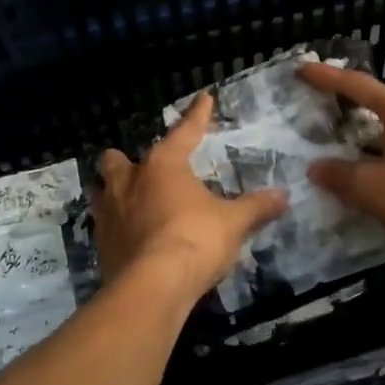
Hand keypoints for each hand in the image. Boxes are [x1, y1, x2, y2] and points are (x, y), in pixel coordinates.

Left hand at [94, 93, 287, 303]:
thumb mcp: (233, 222)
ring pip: (101, 191)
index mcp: (163, 165)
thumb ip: (256, 207)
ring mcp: (109, 213)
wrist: (153, 286)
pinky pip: (105, 226)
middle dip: (126, 161)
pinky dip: (116, 227)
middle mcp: (129, 182)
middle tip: (143, 170)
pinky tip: (131, 237)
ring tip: (129, 201)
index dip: (197, 116)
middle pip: (117, 160)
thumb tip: (283, 196)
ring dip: (113, 192)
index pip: (185, 132)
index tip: (204, 99)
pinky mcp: (101, 245)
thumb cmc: (196, 239)